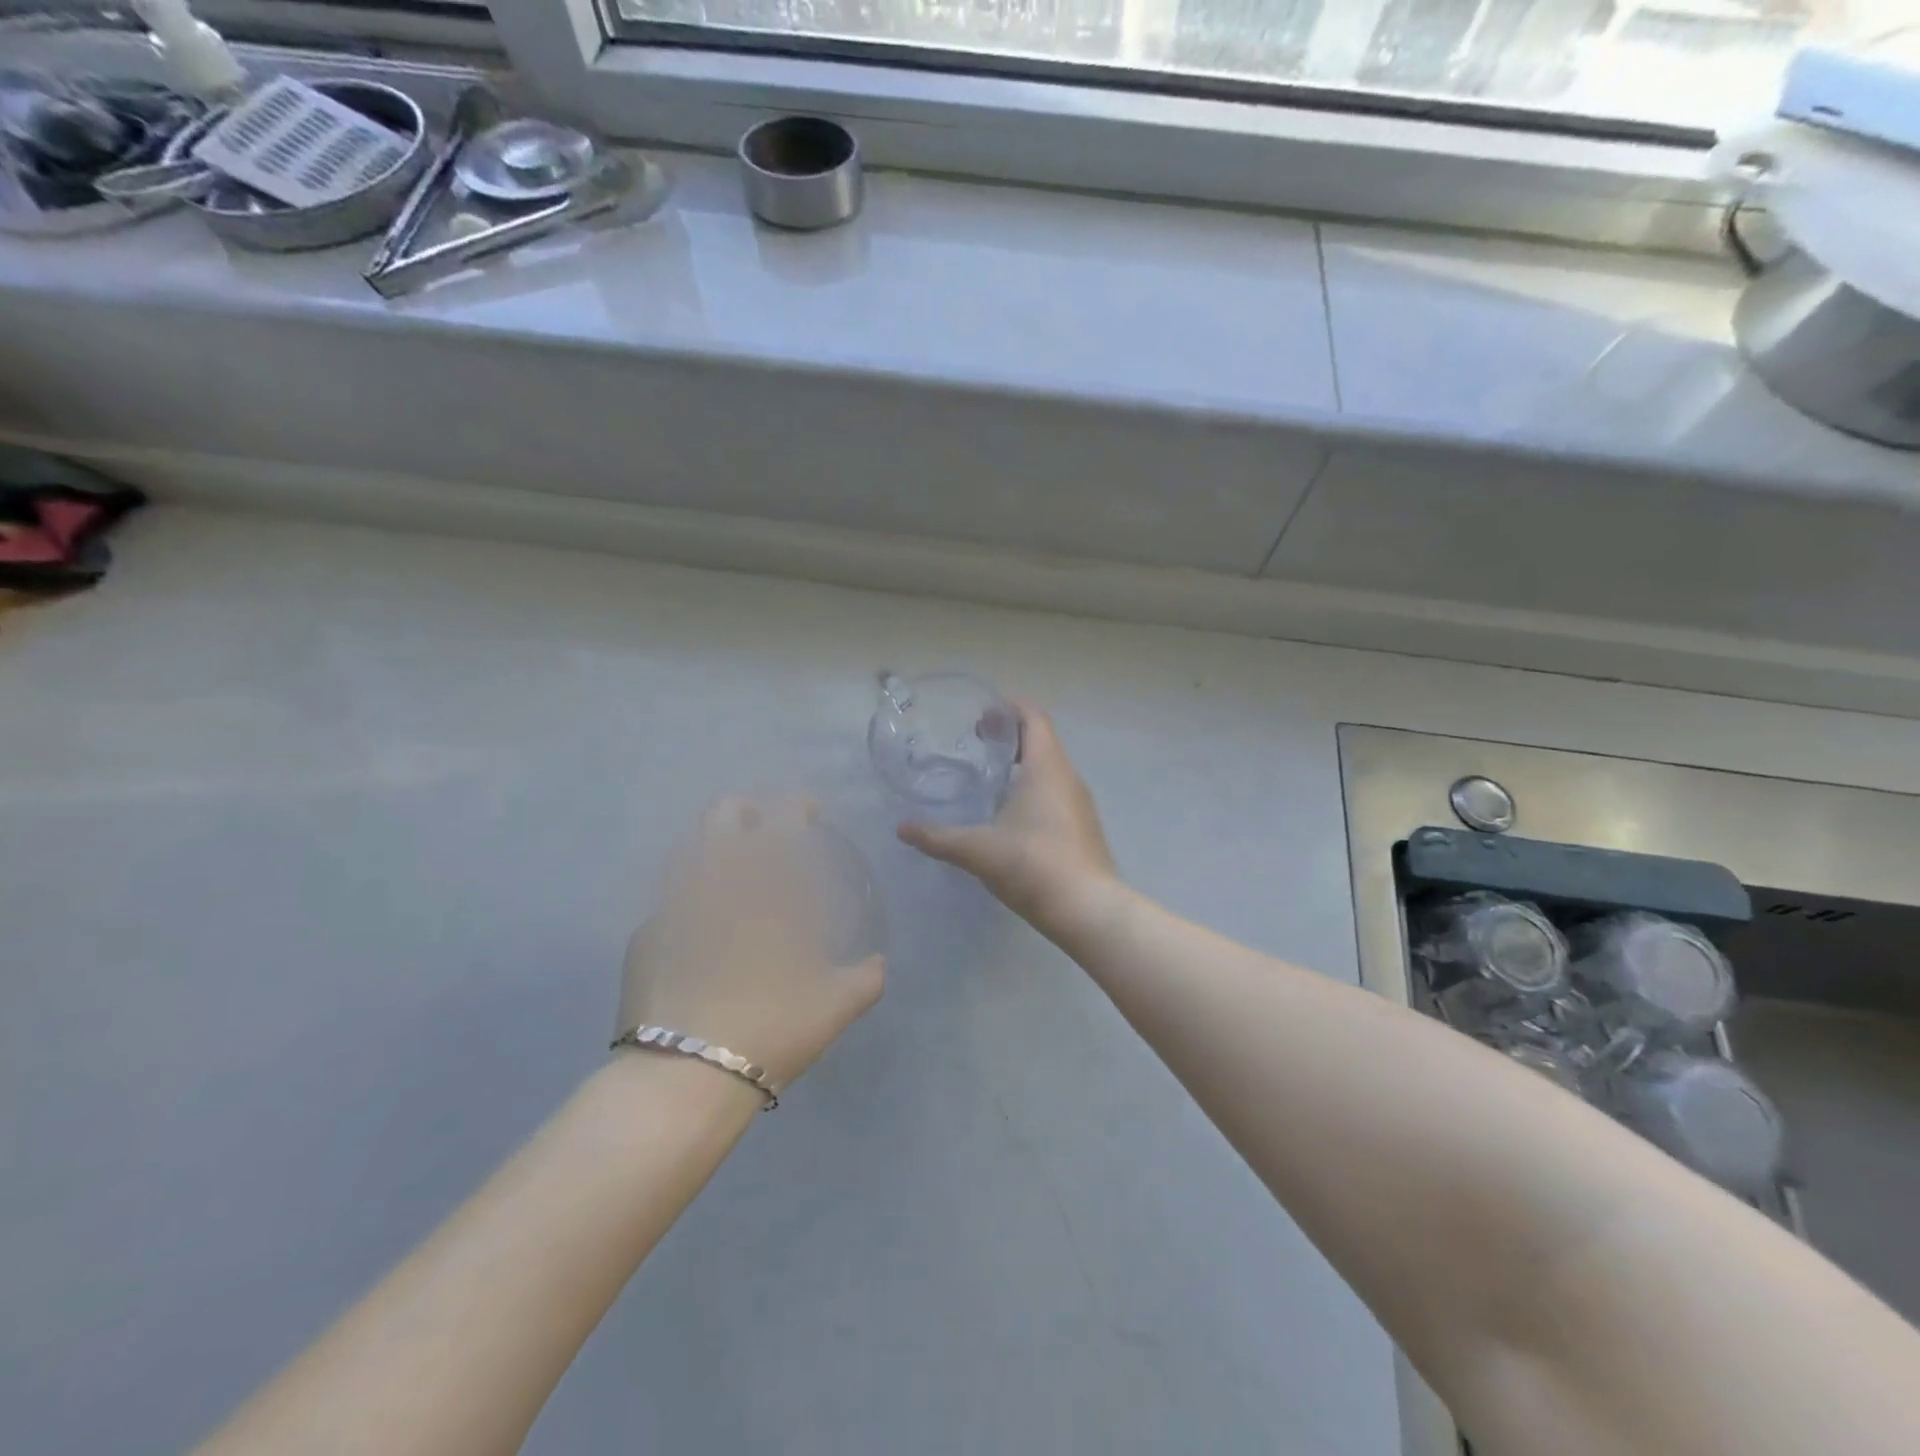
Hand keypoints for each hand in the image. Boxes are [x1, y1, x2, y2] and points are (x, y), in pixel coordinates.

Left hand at [618, 795, 884, 1090]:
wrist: (686, 1074)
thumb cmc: (773, 1027)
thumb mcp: (837, 1005)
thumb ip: (866, 978)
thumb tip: (879, 965)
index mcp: (767, 883)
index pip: (782, 817)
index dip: (796, 805)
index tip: (809, 812)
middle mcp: (717, 878)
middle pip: (722, 814)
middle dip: (745, 811)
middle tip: (764, 831)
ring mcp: (674, 903)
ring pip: (689, 847)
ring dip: (713, 846)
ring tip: (731, 871)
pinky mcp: (644, 935)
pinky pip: (670, 899)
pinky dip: (690, 898)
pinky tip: (701, 927)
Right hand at [898, 702, 1119, 933]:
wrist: (1086, 909)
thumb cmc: (1032, 864)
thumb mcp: (977, 849)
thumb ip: (938, 837)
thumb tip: (902, 829)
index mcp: (1045, 767)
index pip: (1033, 717)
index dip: (1009, 709)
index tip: (982, 716)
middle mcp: (1068, 777)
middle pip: (1042, 740)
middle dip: (1010, 736)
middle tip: (977, 744)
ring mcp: (1080, 803)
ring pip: (1051, 768)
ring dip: (1023, 765)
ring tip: (990, 780)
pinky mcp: (1084, 827)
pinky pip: (1057, 793)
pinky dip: (1035, 790)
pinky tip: (1012, 816)